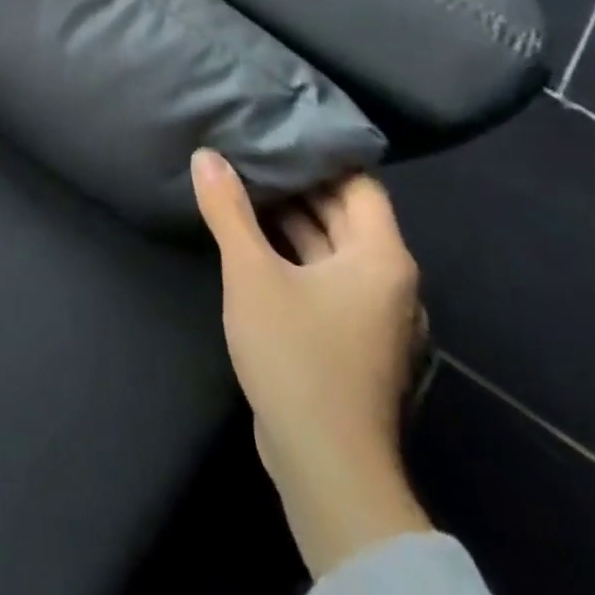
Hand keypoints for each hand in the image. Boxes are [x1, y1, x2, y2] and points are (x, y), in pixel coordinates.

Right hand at [191, 152, 431, 578]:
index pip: (358, 183)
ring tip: (242, 185)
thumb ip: (228, 210)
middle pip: (345, 213)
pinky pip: (324, 277)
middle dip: (298, 184)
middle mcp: (388, 280)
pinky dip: (294, 254)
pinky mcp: (351, 339)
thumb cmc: (297, 355)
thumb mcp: (252, 273)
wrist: (325, 464)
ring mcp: (371, 314)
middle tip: (248, 150)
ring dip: (292, 220)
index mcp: (381, 257)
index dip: (319, 155)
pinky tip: (251, 241)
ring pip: (332, 248)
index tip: (276, 130)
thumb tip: (206, 155)